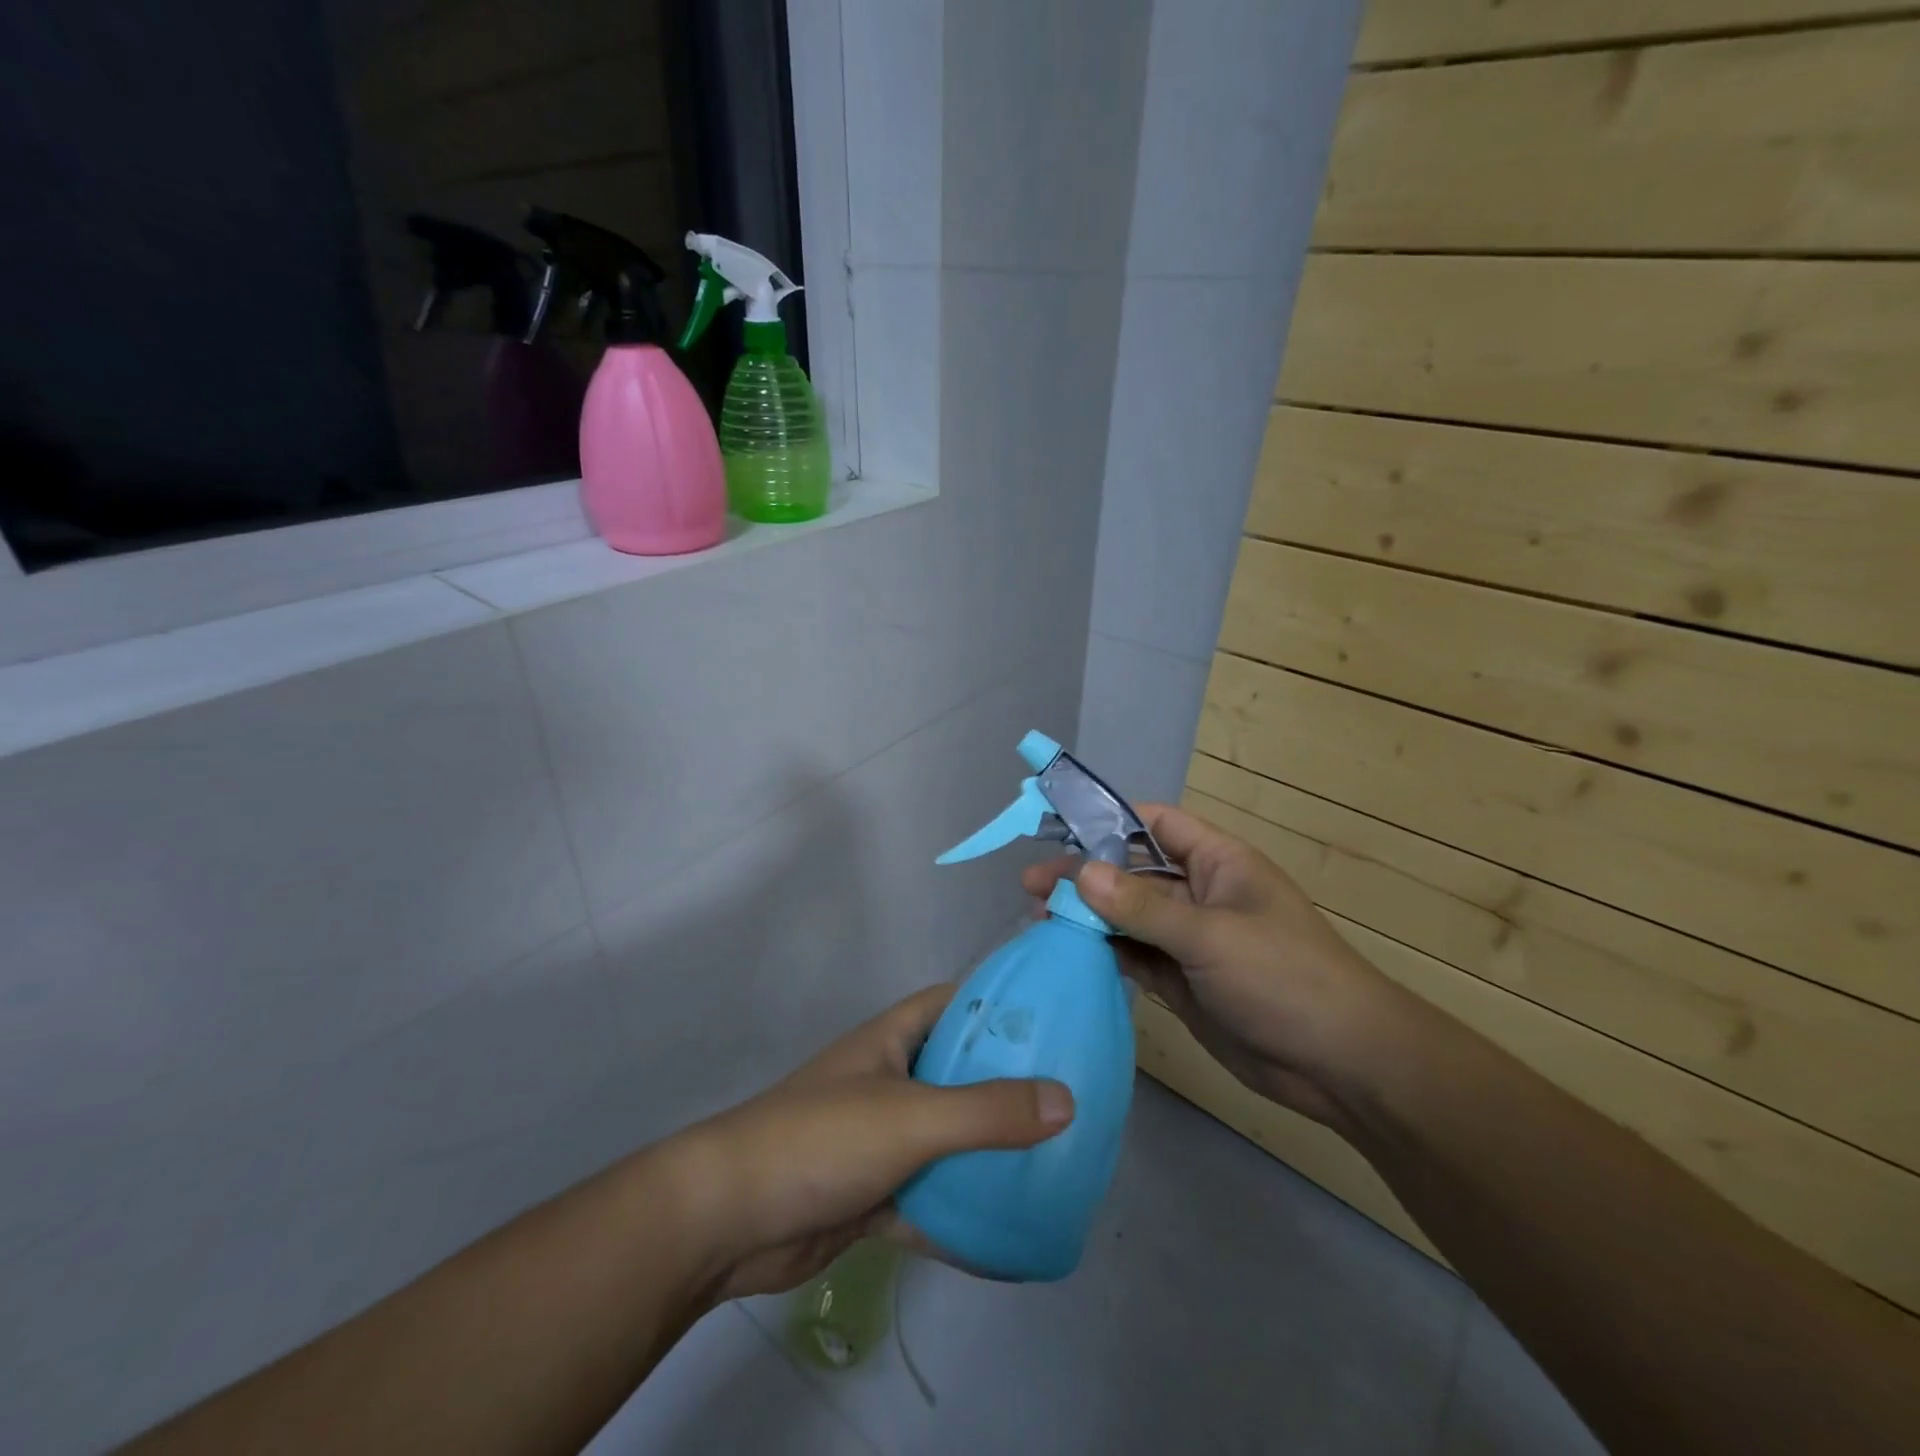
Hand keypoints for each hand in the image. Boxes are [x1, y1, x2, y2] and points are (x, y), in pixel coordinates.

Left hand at [664, 985, 1073, 1301]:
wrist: (729, 1219)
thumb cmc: (821, 1139)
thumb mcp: (911, 1117)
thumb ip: (987, 1111)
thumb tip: (1068, 1100)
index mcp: (893, 1039)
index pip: (956, 1002)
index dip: (1001, 1004)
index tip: (1056, 1019)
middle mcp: (890, 1079)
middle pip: (960, 1072)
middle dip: (1008, 1085)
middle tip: (1071, 1098)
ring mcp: (881, 1137)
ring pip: (949, 1137)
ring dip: (989, 1150)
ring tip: (1055, 1160)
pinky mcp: (873, 1191)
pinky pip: (931, 1195)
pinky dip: (962, 1211)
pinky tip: (1009, 1231)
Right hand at [1023, 803, 1406, 1135]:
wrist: (1341, 1065)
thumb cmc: (1284, 978)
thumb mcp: (1210, 936)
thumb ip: (1142, 907)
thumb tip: (1081, 873)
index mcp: (1217, 862)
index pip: (1155, 824)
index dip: (1109, 821)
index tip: (1057, 828)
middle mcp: (1199, 894)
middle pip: (1132, 873)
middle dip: (1084, 876)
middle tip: (1030, 887)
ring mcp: (1189, 940)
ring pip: (1127, 917)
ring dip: (1087, 917)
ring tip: (1037, 920)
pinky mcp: (1181, 981)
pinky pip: (1134, 956)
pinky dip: (1103, 953)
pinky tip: (1067, 953)